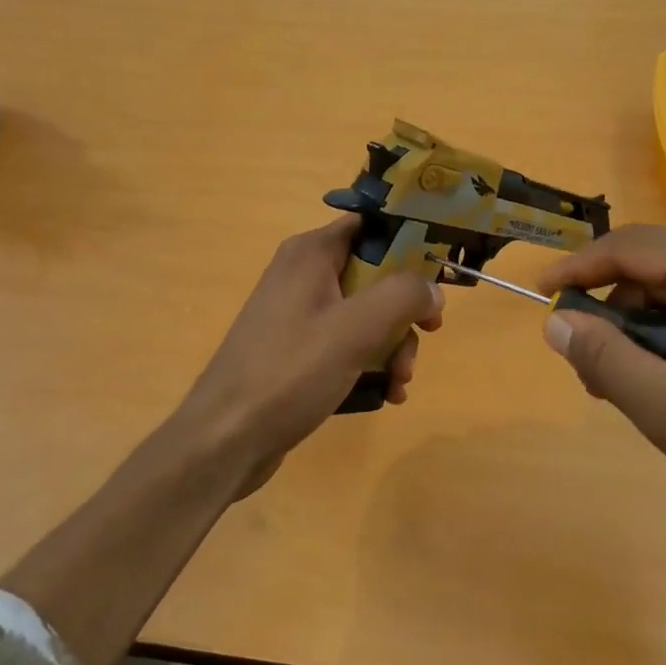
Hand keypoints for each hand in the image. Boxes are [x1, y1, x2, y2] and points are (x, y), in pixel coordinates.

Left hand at [170, 217, 443, 495]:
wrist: (226, 439)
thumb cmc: (290, 373)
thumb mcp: (355, 329)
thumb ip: (403, 297)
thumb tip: (433, 289)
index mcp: (311, 253)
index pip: (371, 225)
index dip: (410, 243)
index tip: (439, 274)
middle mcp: (303, 275)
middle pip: (375, 275)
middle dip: (405, 311)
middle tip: (427, 337)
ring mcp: (298, 315)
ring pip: (365, 315)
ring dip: (393, 346)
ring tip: (400, 383)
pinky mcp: (297, 351)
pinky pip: (347, 344)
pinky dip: (370, 364)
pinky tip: (386, 395)